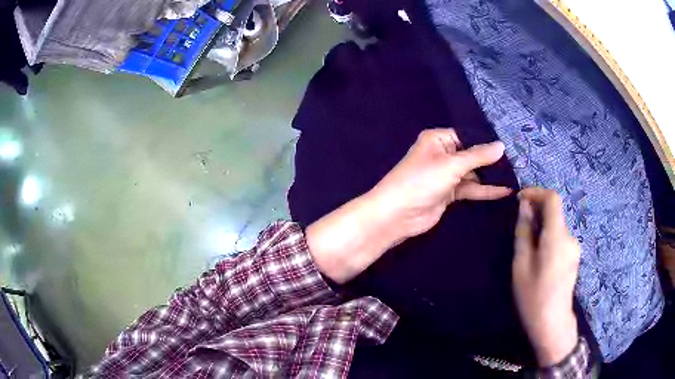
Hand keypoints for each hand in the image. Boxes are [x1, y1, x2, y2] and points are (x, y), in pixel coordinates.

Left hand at [307, 128, 511, 282]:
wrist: (397, 215)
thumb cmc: (422, 181)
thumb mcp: (452, 165)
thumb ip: (478, 156)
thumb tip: (501, 145)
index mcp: (438, 140)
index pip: (467, 135)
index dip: (487, 140)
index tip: (511, 143)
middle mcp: (443, 154)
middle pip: (472, 155)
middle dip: (492, 159)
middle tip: (518, 160)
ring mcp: (446, 175)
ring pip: (473, 173)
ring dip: (491, 176)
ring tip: (516, 175)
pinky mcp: (449, 193)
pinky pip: (471, 189)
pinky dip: (485, 190)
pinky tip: (504, 191)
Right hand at [512, 188, 580, 366]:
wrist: (552, 323)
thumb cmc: (533, 296)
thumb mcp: (521, 264)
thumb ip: (524, 232)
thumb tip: (525, 208)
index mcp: (557, 237)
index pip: (552, 199)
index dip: (536, 193)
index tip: (520, 200)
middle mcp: (570, 237)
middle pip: (554, 213)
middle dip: (537, 213)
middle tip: (519, 228)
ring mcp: (574, 247)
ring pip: (556, 226)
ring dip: (541, 227)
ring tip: (526, 248)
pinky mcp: (574, 257)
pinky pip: (560, 238)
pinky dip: (548, 237)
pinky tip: (538, 258)